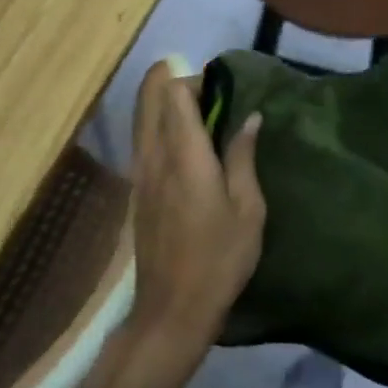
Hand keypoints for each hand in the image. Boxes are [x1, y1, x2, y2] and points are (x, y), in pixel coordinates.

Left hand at [124, 61, 265, 373]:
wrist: (172, 307)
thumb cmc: (219, 258)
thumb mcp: (248, 209)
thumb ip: (243, 157)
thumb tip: (250, 117)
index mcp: (184, 153)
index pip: (174, 93)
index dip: (195, 80)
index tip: (222, 89)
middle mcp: (154, 154)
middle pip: (150, 96)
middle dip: (172, 80)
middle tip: (207, 92)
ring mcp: (139, 171)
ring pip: (142, 116)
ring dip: (163, 103)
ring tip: (197, 112)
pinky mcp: (136, 188)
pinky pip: (142, 139)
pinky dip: (158, 125)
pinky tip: (183, 142)